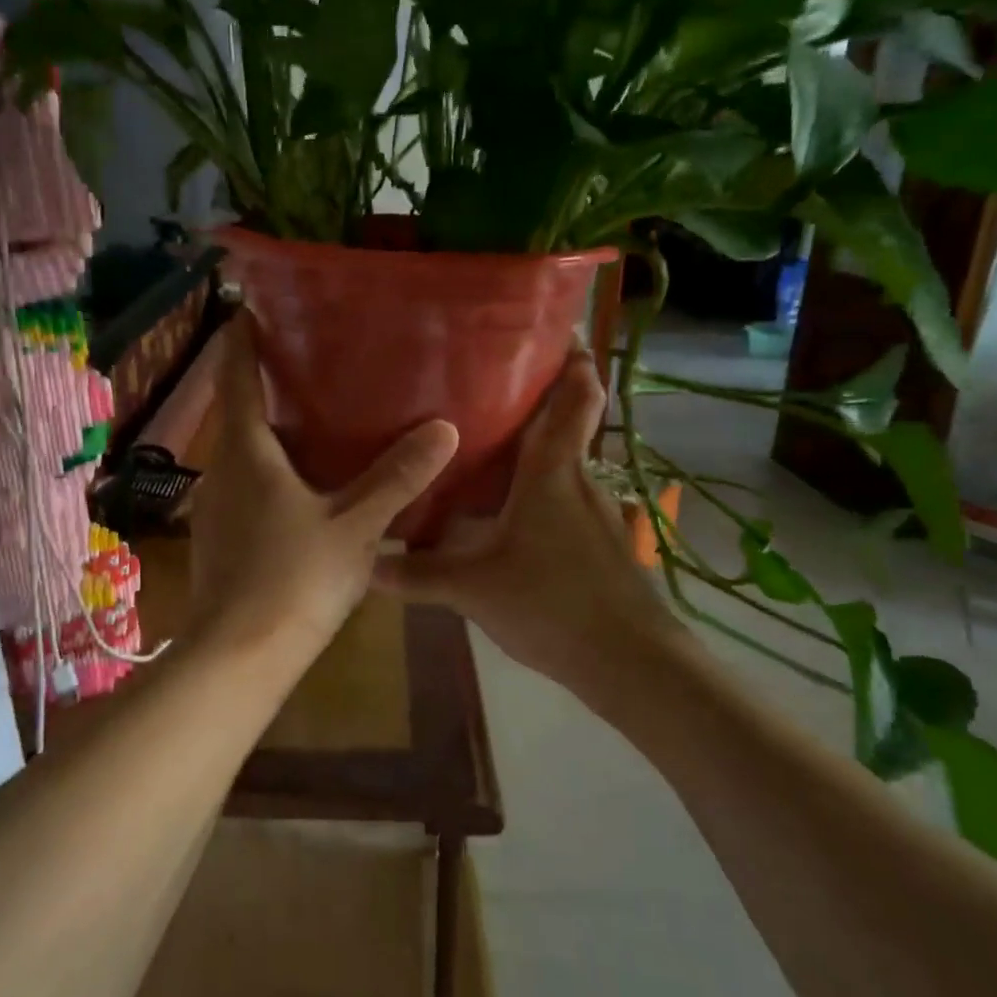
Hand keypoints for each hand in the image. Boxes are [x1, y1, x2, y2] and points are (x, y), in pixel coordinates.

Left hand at [185, 319, 458, 672]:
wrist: (238, 656)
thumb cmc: (294, 579)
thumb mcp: (356, 526)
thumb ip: (397, 478)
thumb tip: (443, 429)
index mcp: (246, 450)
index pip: (236, 375)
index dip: (242, 338)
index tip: (253, 307)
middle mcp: (221, 468)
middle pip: (238, 411)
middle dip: (267, 384)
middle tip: (312, 361)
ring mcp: (215, 505)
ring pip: (242, 451)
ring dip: (270, 430)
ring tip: (317, 417)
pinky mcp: (220, 537)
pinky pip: (245, 484)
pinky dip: (270, 469)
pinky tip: (305, 484)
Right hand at [372, 348, 692, 694]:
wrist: (630, 663)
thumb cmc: (552, 602)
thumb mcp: (473, 588)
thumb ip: (418, 573)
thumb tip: (367, 561)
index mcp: (553, 472)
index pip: (576, 398)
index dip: (573, 361)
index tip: (556, 332)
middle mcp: (580, 481)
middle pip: (568, 425)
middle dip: (539, 401)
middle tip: (488, 386)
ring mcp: (597, 515)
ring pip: (565, 467)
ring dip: (537, 452)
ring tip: (489, 448)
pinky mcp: (602, 546)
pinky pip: (566, 503)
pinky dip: (541, 495)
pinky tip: (510, 517)